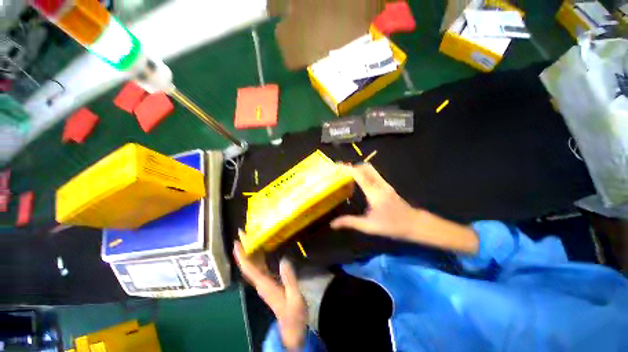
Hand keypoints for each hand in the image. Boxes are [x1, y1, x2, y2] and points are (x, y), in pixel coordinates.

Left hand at [234, 238, 306, 350]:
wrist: (292, 327)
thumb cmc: (293, 314)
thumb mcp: (294, 297)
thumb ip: (289, 279)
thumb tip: (284, 259)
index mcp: (265, 285)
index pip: (249, 268)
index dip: (242, 255)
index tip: (236, 242)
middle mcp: (261, 282)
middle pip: (248, 264)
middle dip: (244, 249)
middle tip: (242, 233)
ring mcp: (264, 282)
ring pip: (253, 264)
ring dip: (250, 251)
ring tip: (250, 237)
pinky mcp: (268, 282)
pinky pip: (259, 266)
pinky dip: (257, 256)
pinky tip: (261, 249)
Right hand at [331, 163, 419, 239]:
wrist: (415, 224)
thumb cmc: (392, 225)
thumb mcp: (369, 226)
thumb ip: (350, 222)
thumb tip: (333, 224)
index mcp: (373, 192)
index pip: (359, 174)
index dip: (348, 168)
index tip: (338, 166)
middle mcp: (379, 184)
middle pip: (365, 167)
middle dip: (353, 166)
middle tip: (342, 171)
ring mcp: (385, 184)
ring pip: (371, 170)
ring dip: (359, 169)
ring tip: (348, 175)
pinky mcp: (387, 186)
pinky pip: (374, 174)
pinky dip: (364, 173)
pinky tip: (360, 181)